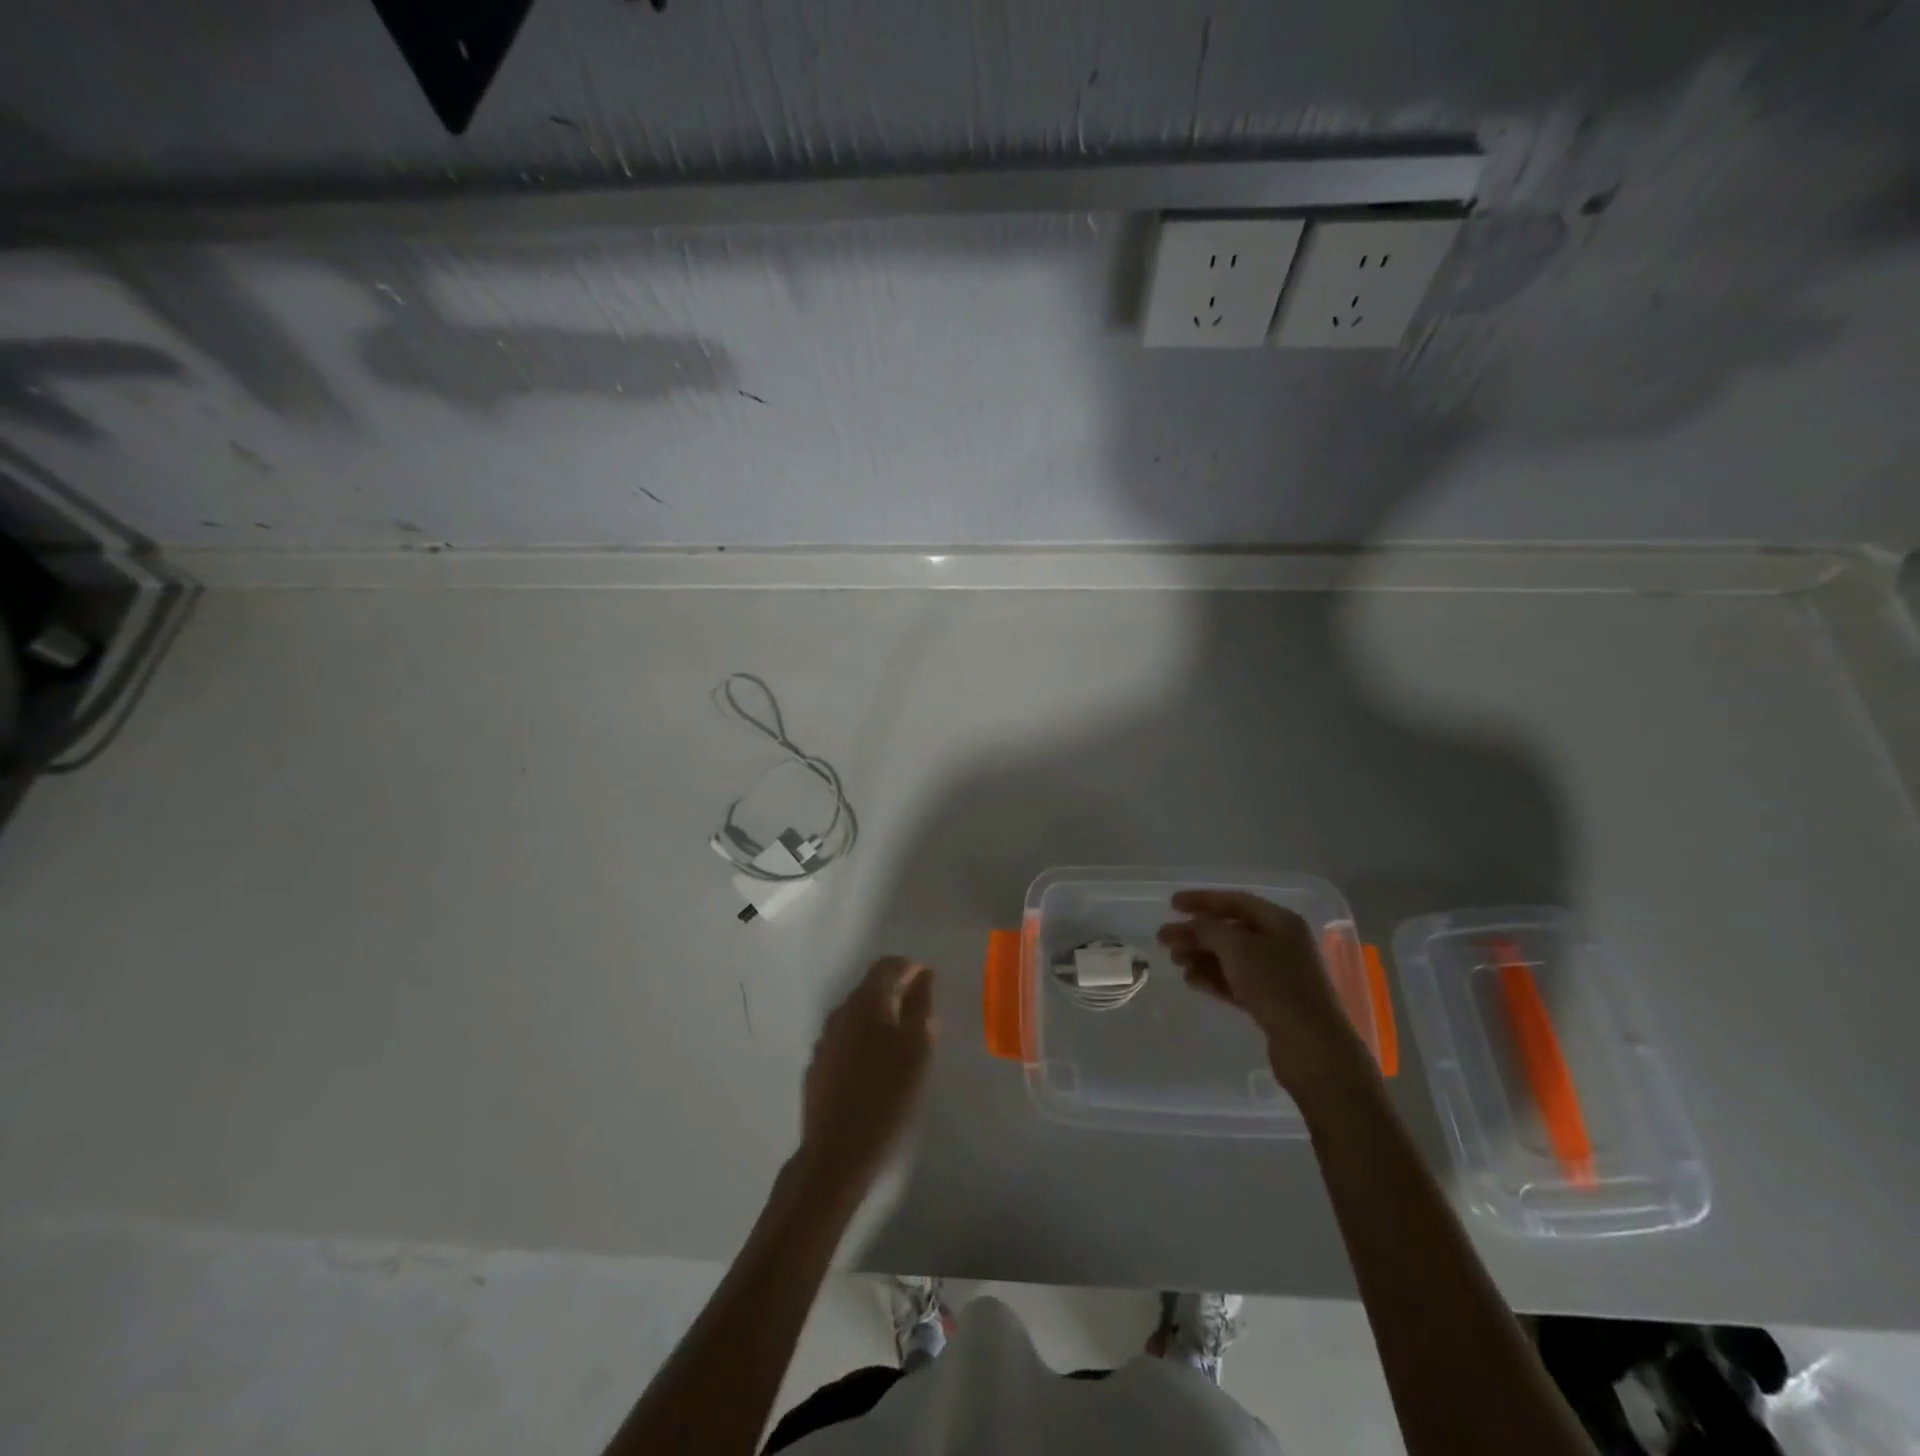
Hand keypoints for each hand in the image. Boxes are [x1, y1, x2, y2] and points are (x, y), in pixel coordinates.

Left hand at [798, 957, 936, 1195]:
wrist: (837, 1153)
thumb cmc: (888, 1095)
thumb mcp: (919, 1048)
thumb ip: (922, 1006)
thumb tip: (924, 975)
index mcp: (867, 1002)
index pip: (889, 965)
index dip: (912, 969)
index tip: (931, 984)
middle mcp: (841, 1012)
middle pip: (871, 987)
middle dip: (897, 992)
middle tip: (922, 1015)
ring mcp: (825, 1039)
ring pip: (858, 1014)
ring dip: (881, 1017)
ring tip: (903, 1043)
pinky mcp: (818, 1065)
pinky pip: (846, 1039)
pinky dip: (865, 1040)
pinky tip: (877, 1067)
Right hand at [1158, 889, 1370, 1097]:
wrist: (1312, 1047)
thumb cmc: (1275, 986)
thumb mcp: (1237, 948)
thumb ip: (1209, 928)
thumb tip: (1194, 922)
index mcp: (1280, 921)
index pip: (1235, 901)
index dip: (1202, 900)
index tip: (1171, 904)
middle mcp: (1281, 942)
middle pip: (1230, 930)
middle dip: (1196, 932)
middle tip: (1163, 939)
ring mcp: (1278, 973)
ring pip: (1231, 957)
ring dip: (1201, 956)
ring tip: (1175, 962)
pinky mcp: (1272, 1002)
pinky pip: (1236, 981)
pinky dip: (1213, 978)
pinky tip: (1191, 980)